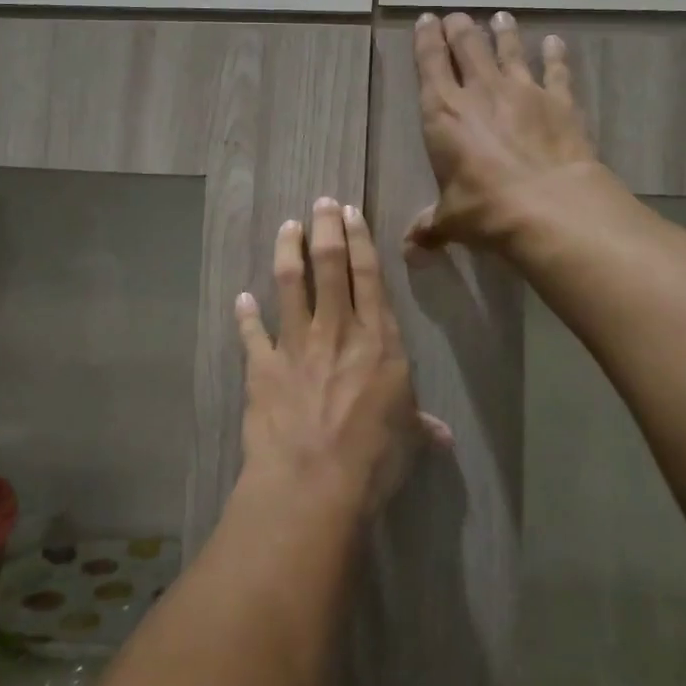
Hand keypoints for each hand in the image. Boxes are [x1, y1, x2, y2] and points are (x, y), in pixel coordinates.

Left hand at [235, 199, 450, 515]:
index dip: (360, 239)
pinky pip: (252, 333)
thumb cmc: (372, 459)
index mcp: (377, 340)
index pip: (369, 276)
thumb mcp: (406, 440)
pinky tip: (241, 298)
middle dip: (325, 227)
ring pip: (290, 283)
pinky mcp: (263, 366)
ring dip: (287, 250)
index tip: (351, 212)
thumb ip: (420, 427)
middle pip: (330, 264)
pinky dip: (245, 314)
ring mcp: (296, 344)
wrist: (312, 483)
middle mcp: (337, 330)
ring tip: (287, 227)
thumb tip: (444, 436)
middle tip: (321, 202)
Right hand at [408, 11, 602, 252]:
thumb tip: (410, 253)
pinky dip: (556, 55)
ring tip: (501, 17)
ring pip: (509, 49)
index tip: (426, 20)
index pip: (429, 63)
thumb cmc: (485, 210)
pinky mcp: (559, 101)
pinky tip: (555, 42)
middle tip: (457, 17)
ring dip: (503, 32)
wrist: (549, 207)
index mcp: (443, 113)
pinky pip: (556, 71)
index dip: (426, 39)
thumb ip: (429, 229)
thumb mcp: (451, 221)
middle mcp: (480, 92)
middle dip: (460, 28)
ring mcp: (523, 91)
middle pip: (468, 46)